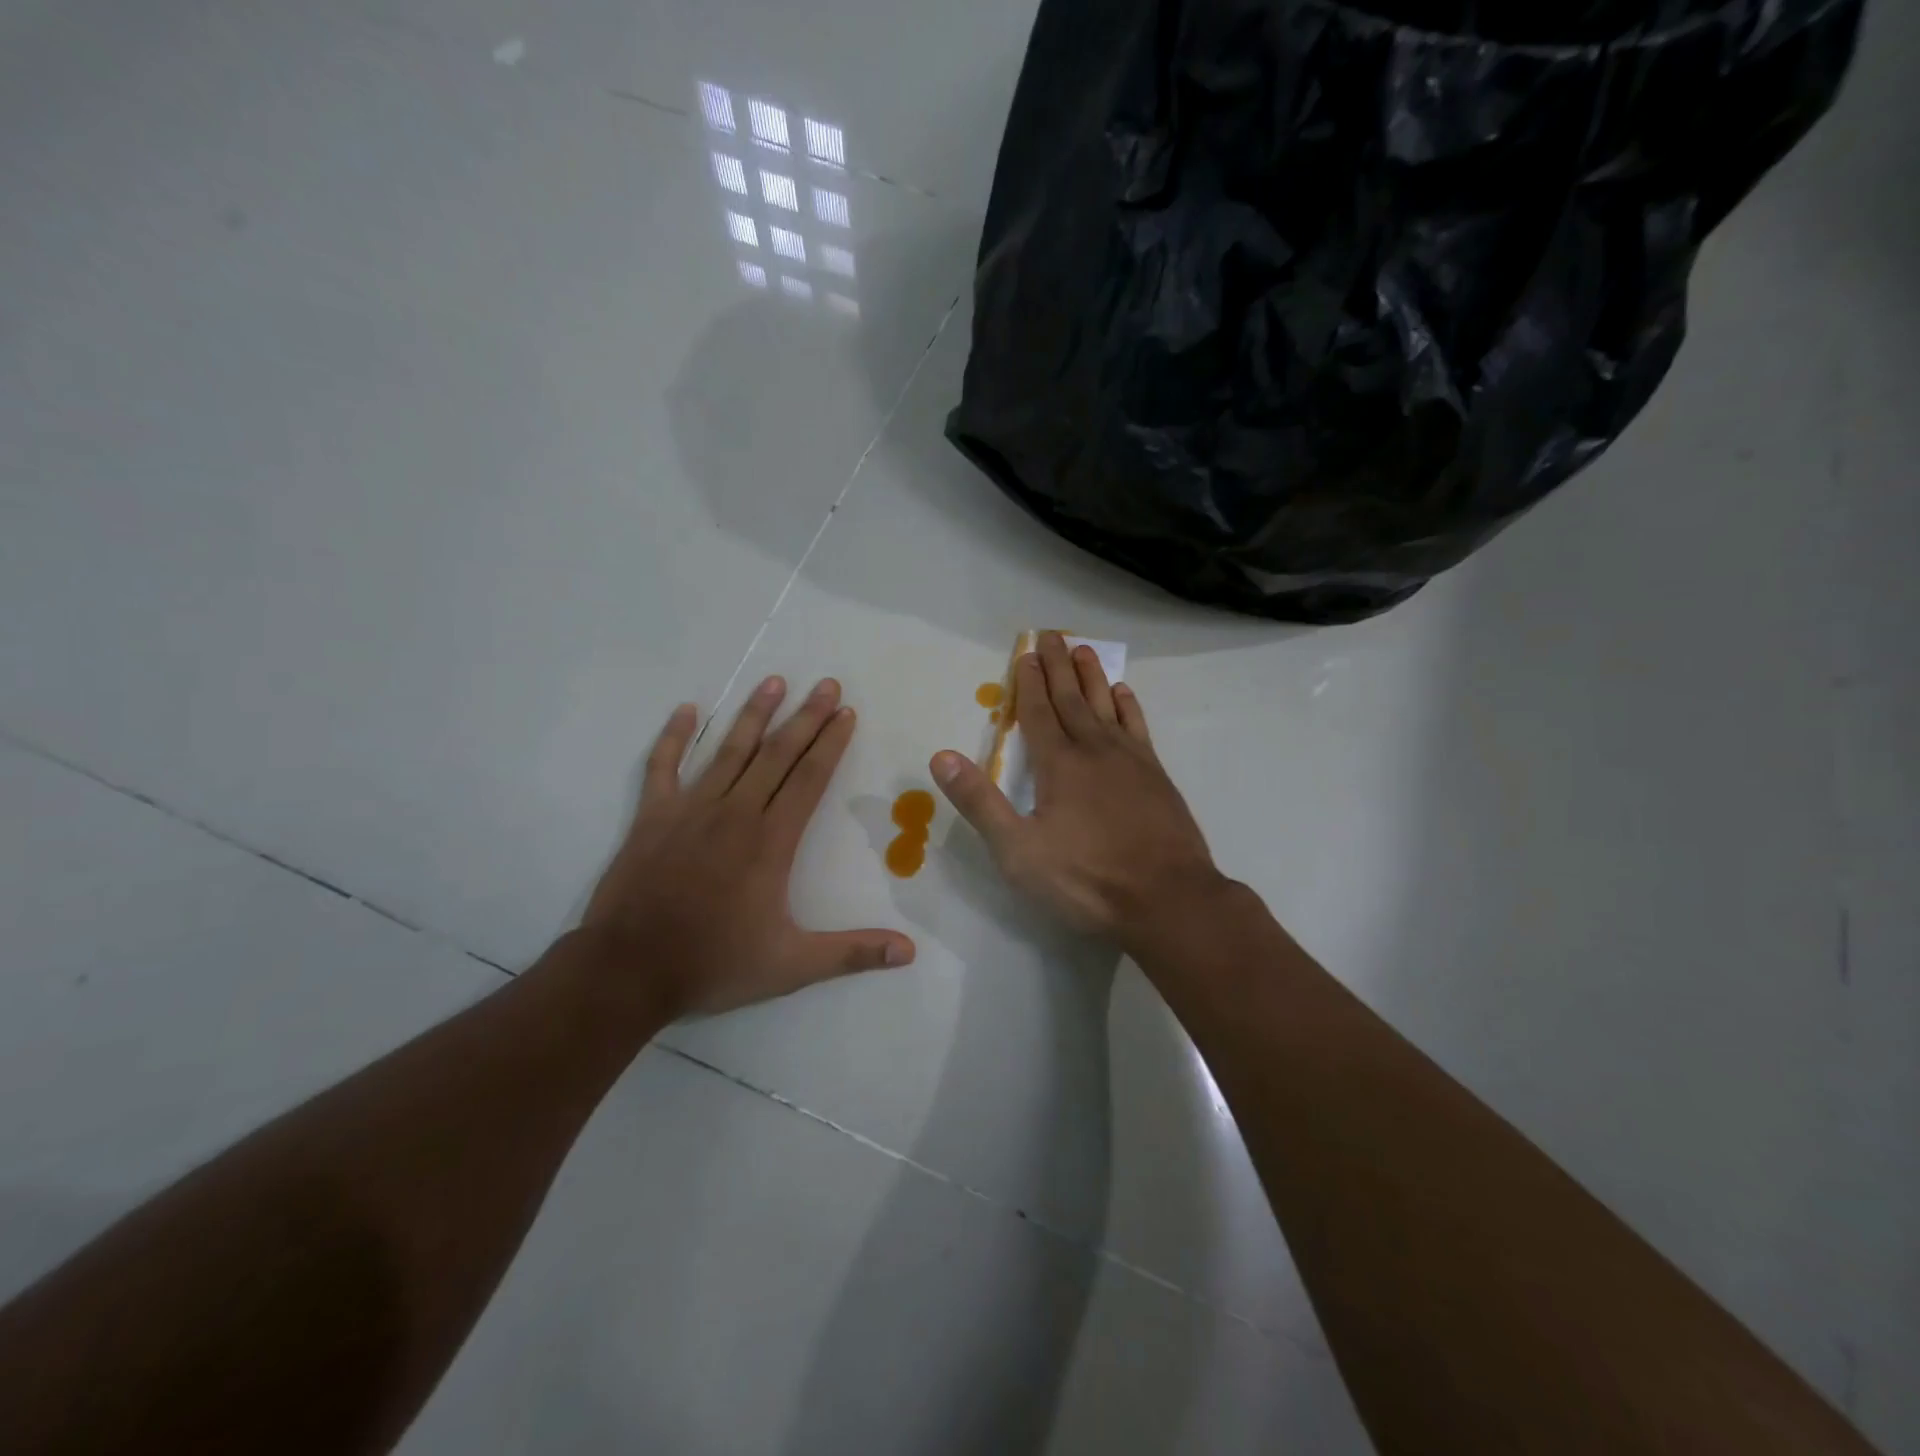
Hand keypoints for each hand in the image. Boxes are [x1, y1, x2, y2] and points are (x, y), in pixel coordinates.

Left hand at [583, 676, 914, 1016]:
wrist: (628, 970)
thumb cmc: (714, 964)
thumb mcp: (791, 966)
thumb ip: (852, 953)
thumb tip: (909, 953)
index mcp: (771, 841)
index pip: (809, 779)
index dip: (831, 744)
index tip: (847, 713)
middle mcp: (735, 813)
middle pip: (777, 754)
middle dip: (806, 717)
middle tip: (827, 684)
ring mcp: (690, 810)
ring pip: (729, 750)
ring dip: (754, 714)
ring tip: (774, 681)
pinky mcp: (652, 817)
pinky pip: (662, 766)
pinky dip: (673, 737)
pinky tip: (687, 710)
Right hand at [929, 632, 1226, 943]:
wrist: (1168, 899)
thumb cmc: (1086, 880)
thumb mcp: (1018, 851)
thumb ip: (980, 802)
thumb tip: (941, 757)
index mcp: (1058, 765)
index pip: (1038, 714)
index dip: (1029, 683)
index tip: (1026, 653)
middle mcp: (1094, 751)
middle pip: (1071, 699)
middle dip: (1058, 666)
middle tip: (1052, 634)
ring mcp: (1131, 761)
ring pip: (1106, 706)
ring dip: (1093, 677)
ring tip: (1085, 650)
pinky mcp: (1157, 777)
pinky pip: (1138, 728)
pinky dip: (1128, 707)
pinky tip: (1123, 694)